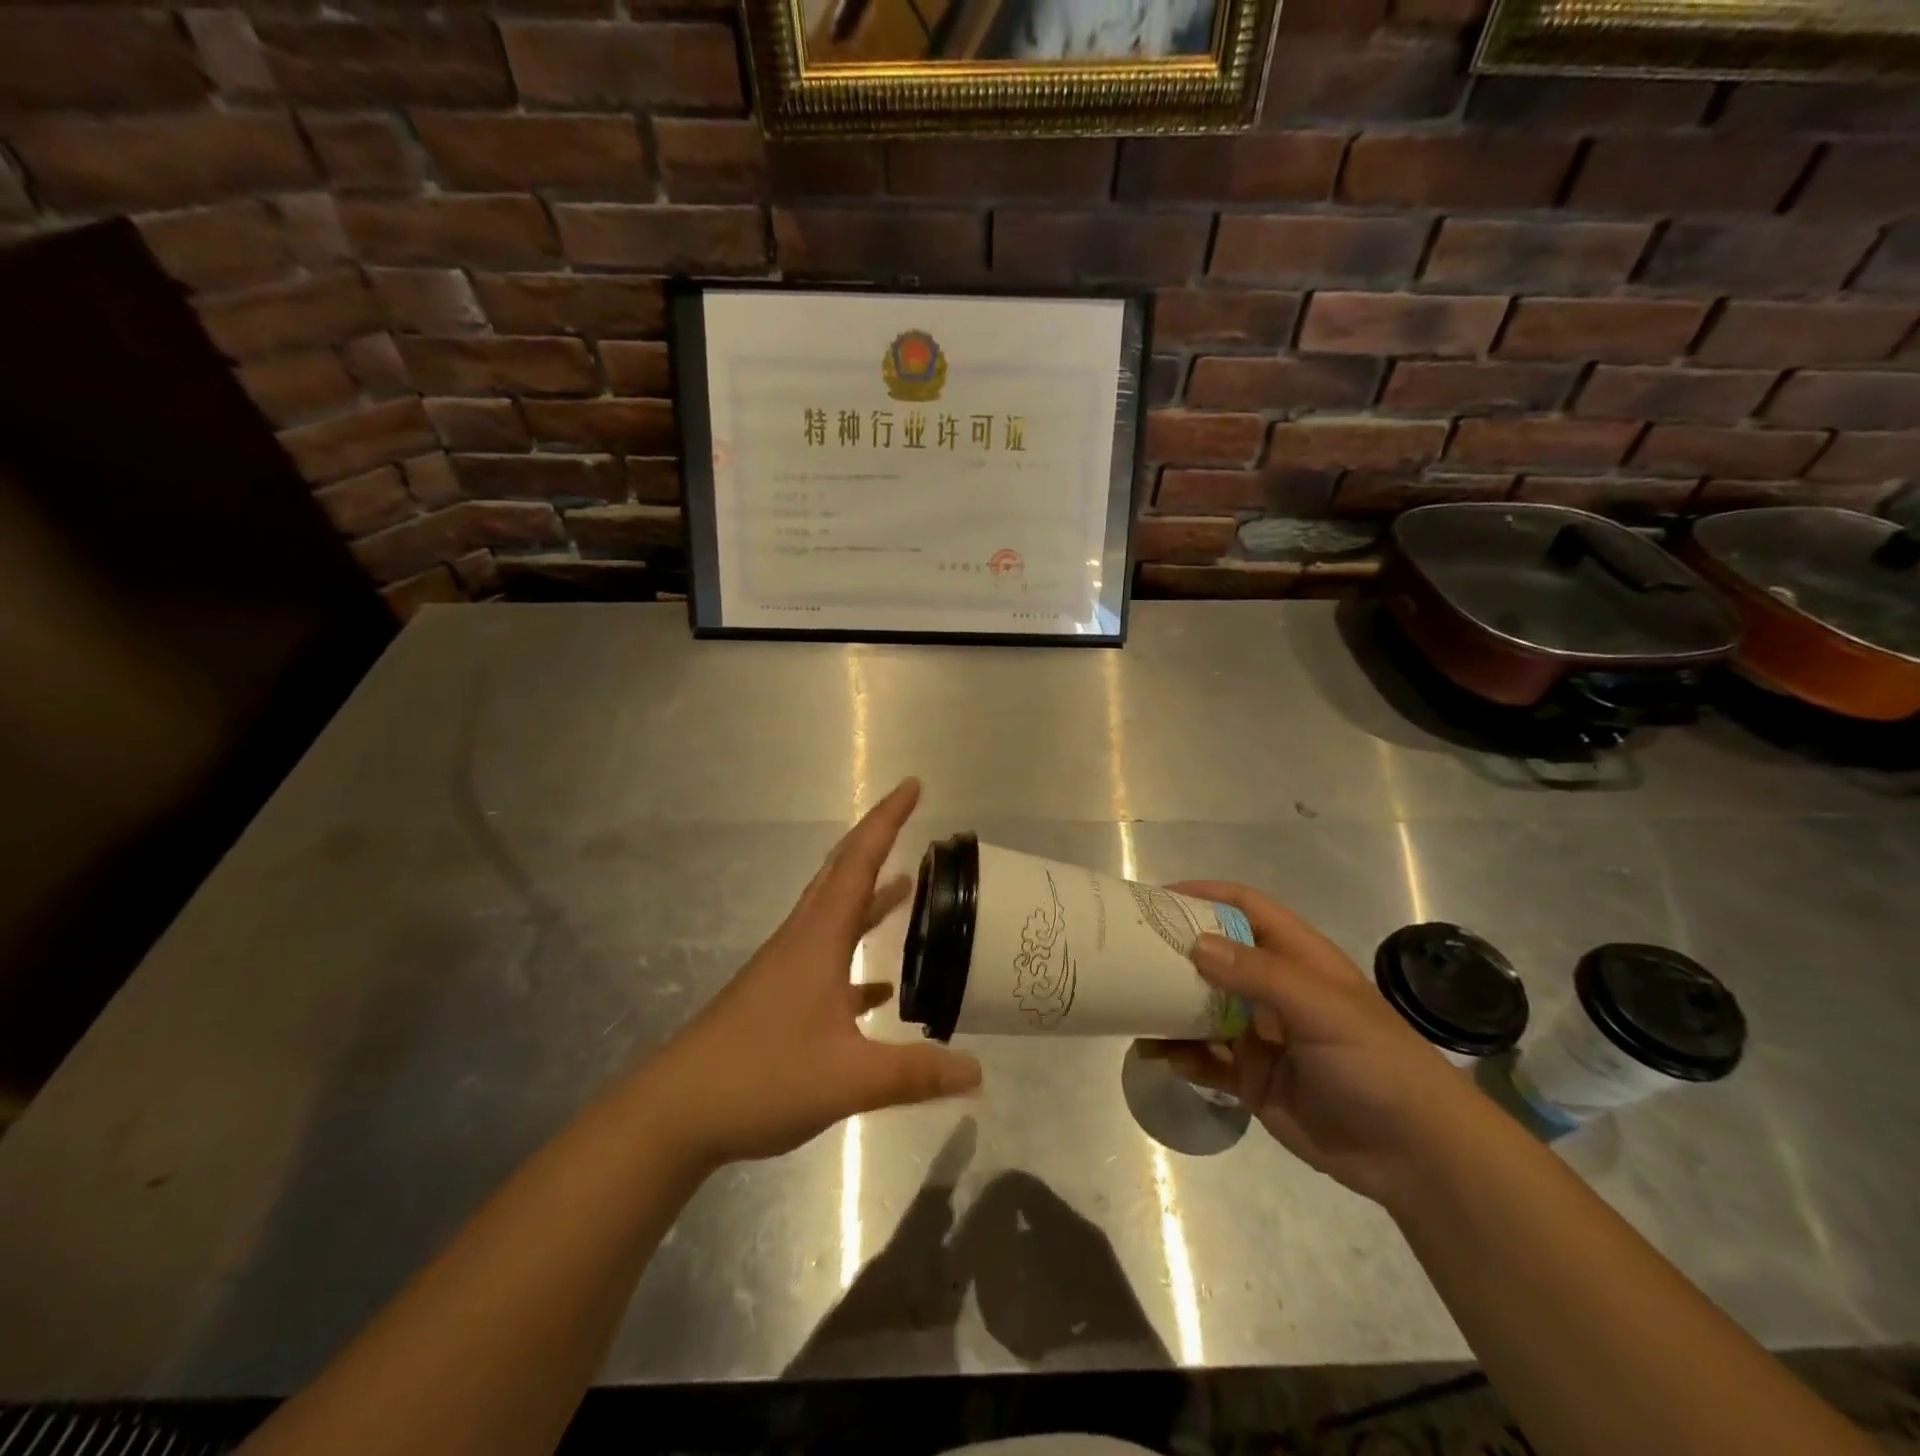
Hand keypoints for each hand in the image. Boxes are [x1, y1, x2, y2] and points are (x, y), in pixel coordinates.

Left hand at [649, 778, 980, 1166]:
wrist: (675, 1112)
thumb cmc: (761, 1077)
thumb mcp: (848, 1079)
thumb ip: (915, 1073)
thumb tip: (977, 1071)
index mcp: (818, 938)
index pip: (859, 861)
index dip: (888, 819)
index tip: (913, 785)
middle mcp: (802, 941)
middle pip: (842, 875)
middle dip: (877, 843)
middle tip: (912, 822)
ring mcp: (786, 970)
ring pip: (834, 917)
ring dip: (869, 898)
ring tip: (908, 889)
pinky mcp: (777, 998)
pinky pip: (827, 961)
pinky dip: (856, 959)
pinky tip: (879, 987)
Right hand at [1140, 882, 1483, 1204]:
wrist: (1416, 1156)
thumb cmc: (1376, 1064)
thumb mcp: (1323, 1009)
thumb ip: (1259, 975)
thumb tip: (1194, 943)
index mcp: (1298, 959)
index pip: (1247, 908)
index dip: (1206, 895)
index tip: (1158, 898)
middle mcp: (1275, 990)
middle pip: (1216, 956)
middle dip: (1175, 951)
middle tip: (1127, 950)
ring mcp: (1261, 1035)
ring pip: (1203, 1009)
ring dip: (1168, 1006)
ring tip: (1131, 1006)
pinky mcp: (1253, 1079)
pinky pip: (1206, 1059)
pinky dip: (1181, 1054)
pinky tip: (1157, 1055)